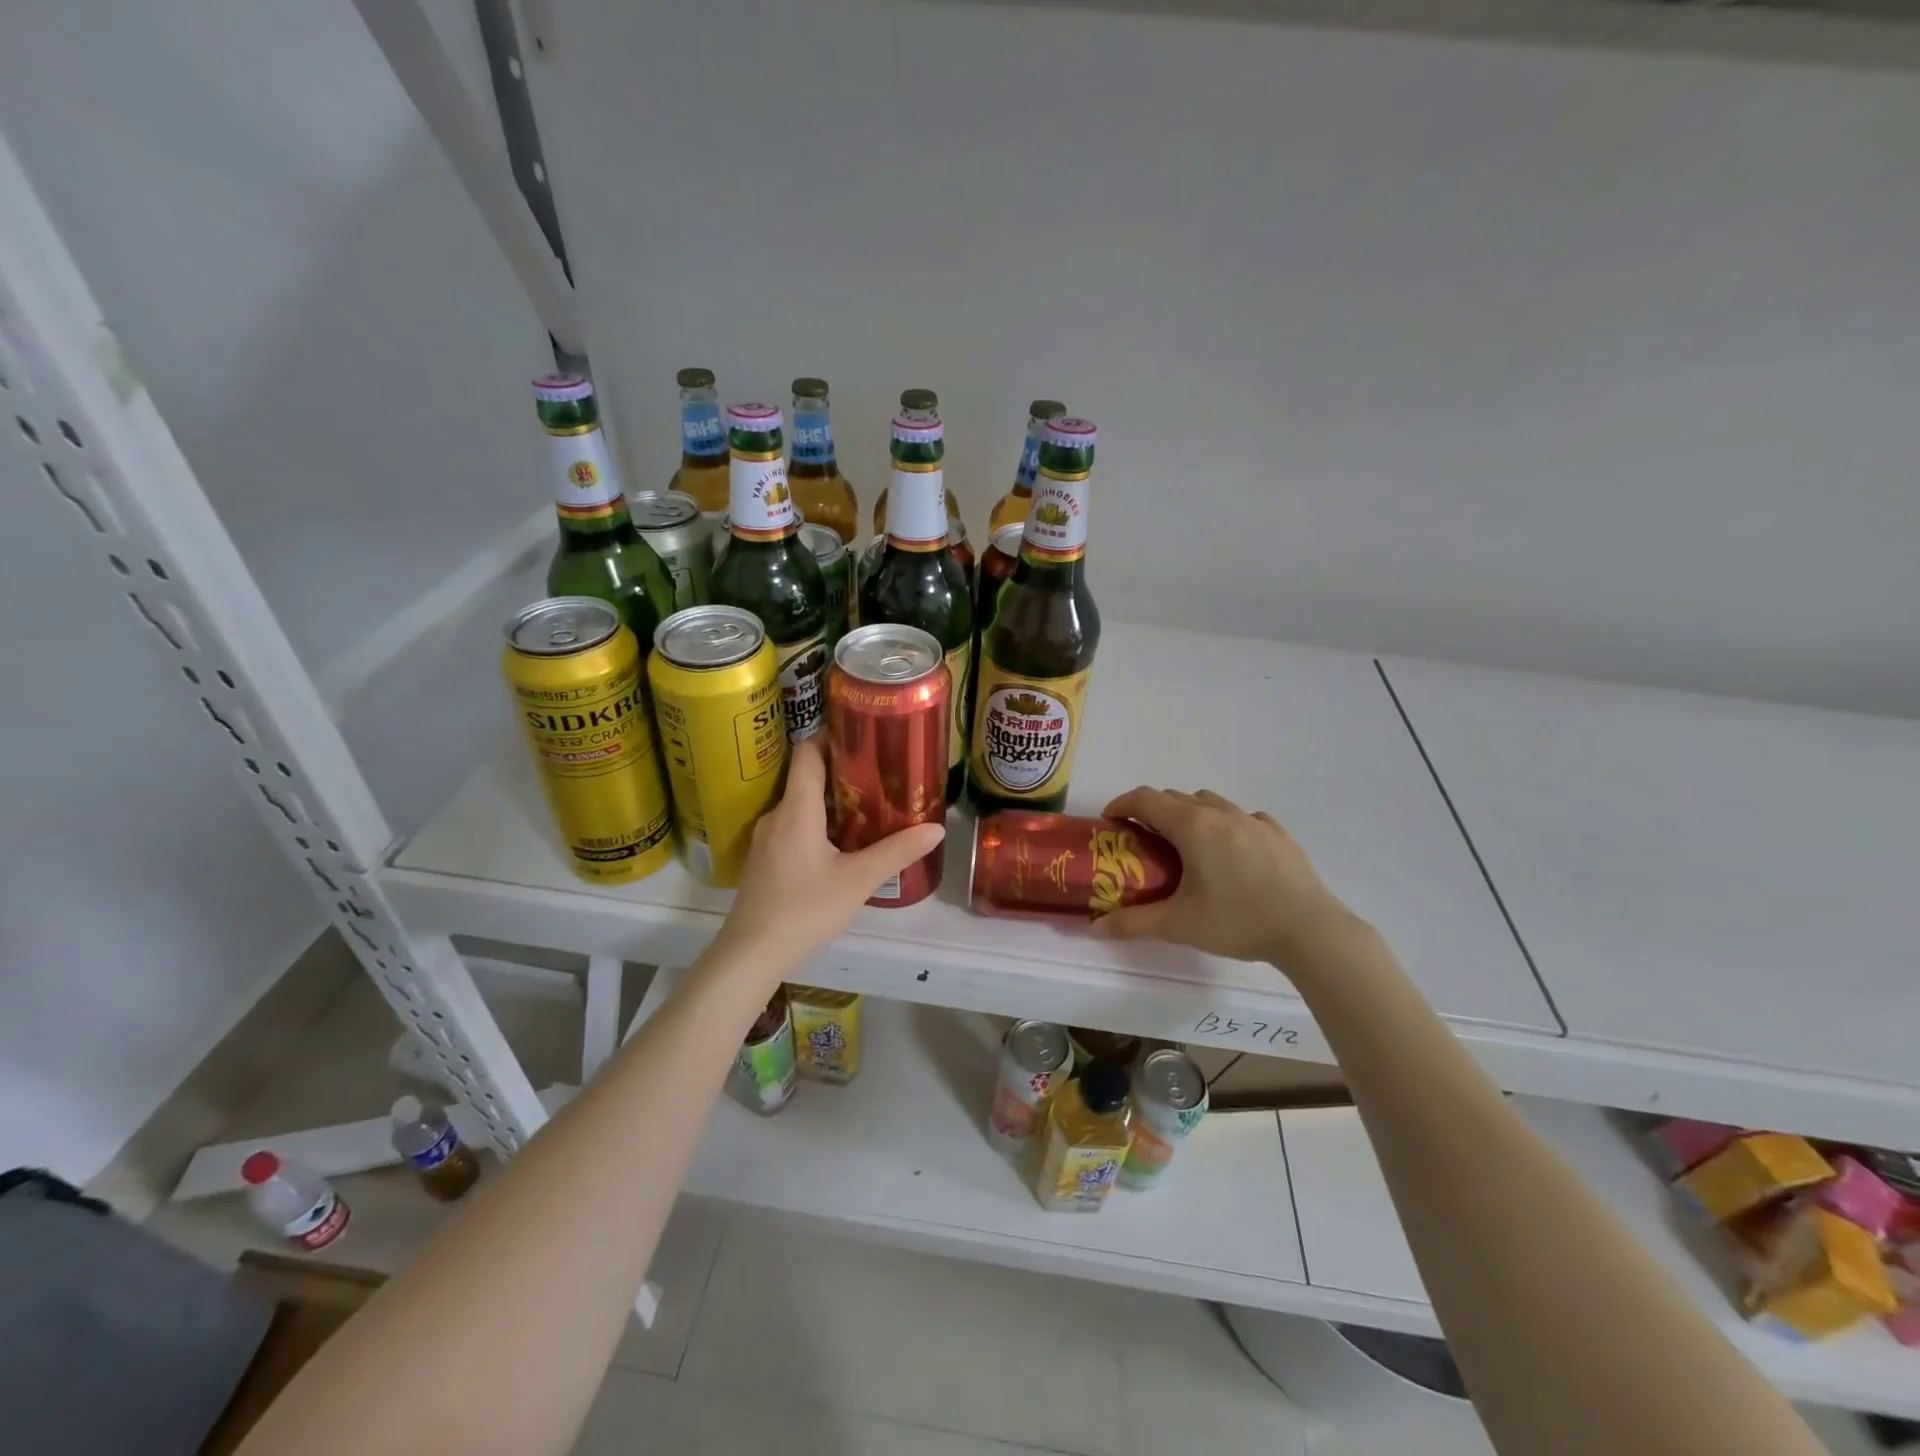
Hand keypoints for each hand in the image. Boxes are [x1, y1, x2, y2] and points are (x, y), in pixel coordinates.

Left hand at [717, 738, 945, 971]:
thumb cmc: (805, 909)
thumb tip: (936, 828)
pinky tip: (842, 841)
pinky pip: (794, 825)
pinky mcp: (765, 859)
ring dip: (832, 800)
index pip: (807, 752)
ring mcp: (767, 838)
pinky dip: (818, 821)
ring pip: (801, 804)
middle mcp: (777, 815)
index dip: (832, 735)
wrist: (751, 954)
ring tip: (868, 804)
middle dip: (842, 770)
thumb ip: (897, 851)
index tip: (863, 734)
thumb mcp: (858, 880)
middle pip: (807, 776)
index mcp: (797, 809)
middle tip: (880, 771)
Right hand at [1090, 787, 1358, 964]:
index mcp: (1191, 825)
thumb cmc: (1238, 920)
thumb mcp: (1178, 925)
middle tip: (1143, 842)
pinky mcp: (1278, 834)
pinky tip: (1231, 853)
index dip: (1121, 804)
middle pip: (1175, 797)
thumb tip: (1094, 929)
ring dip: (1189, 814)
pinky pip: (1242, 818)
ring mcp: (1253, 820)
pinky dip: (1226, 825)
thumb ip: (1132, 924)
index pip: (1144, 799)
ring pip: (1209, 802)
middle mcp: (1220, 813)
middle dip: (1152, 812)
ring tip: (1187, 846)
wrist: (1311, 930)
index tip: (1110, 822)